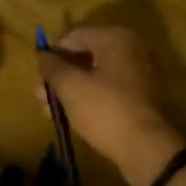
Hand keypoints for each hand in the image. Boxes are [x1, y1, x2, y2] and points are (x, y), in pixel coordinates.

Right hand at [37, 25, 185, 185]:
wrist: (148, 149)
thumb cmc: (106, 110)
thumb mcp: (71, 86)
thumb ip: (52, 66)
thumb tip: (43, 55)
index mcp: (115, 38)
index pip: (74, 36)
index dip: (52, 53)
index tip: (37, 75)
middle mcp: (130, 50)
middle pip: (85, 56)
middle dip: (59, 75)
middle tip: (39, 95)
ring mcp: (138, 74)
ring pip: (95, 76)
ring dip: (70, 90)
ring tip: (49, 111)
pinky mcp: (140, 98)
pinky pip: (107, 91)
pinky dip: (88, 99)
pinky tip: (70, 116)